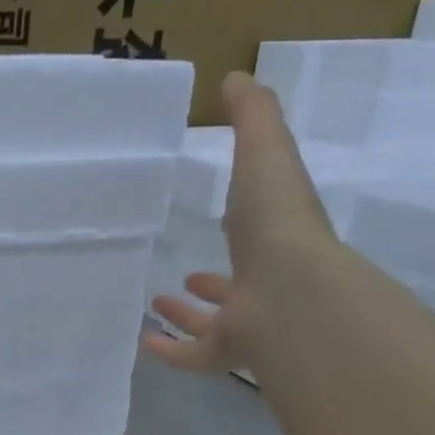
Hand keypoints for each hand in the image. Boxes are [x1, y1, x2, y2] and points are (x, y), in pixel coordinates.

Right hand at [144, 71, 336, 373]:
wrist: (289, 291)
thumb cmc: (275, 221)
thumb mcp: (265, 152)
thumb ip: (252, 116)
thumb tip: (235, 78)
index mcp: (275, 237)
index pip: (261, 228)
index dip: (244, 220)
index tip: (226, 217)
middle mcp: (266, 282)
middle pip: (238, 284)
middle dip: (214, 282)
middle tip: (188, 279)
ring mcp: (249, 321)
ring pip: (217, 323)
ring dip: (190, 315)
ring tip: (159, 301)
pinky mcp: (228, 352)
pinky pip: (196, 356)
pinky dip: (171, 351)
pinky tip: (146, 342)